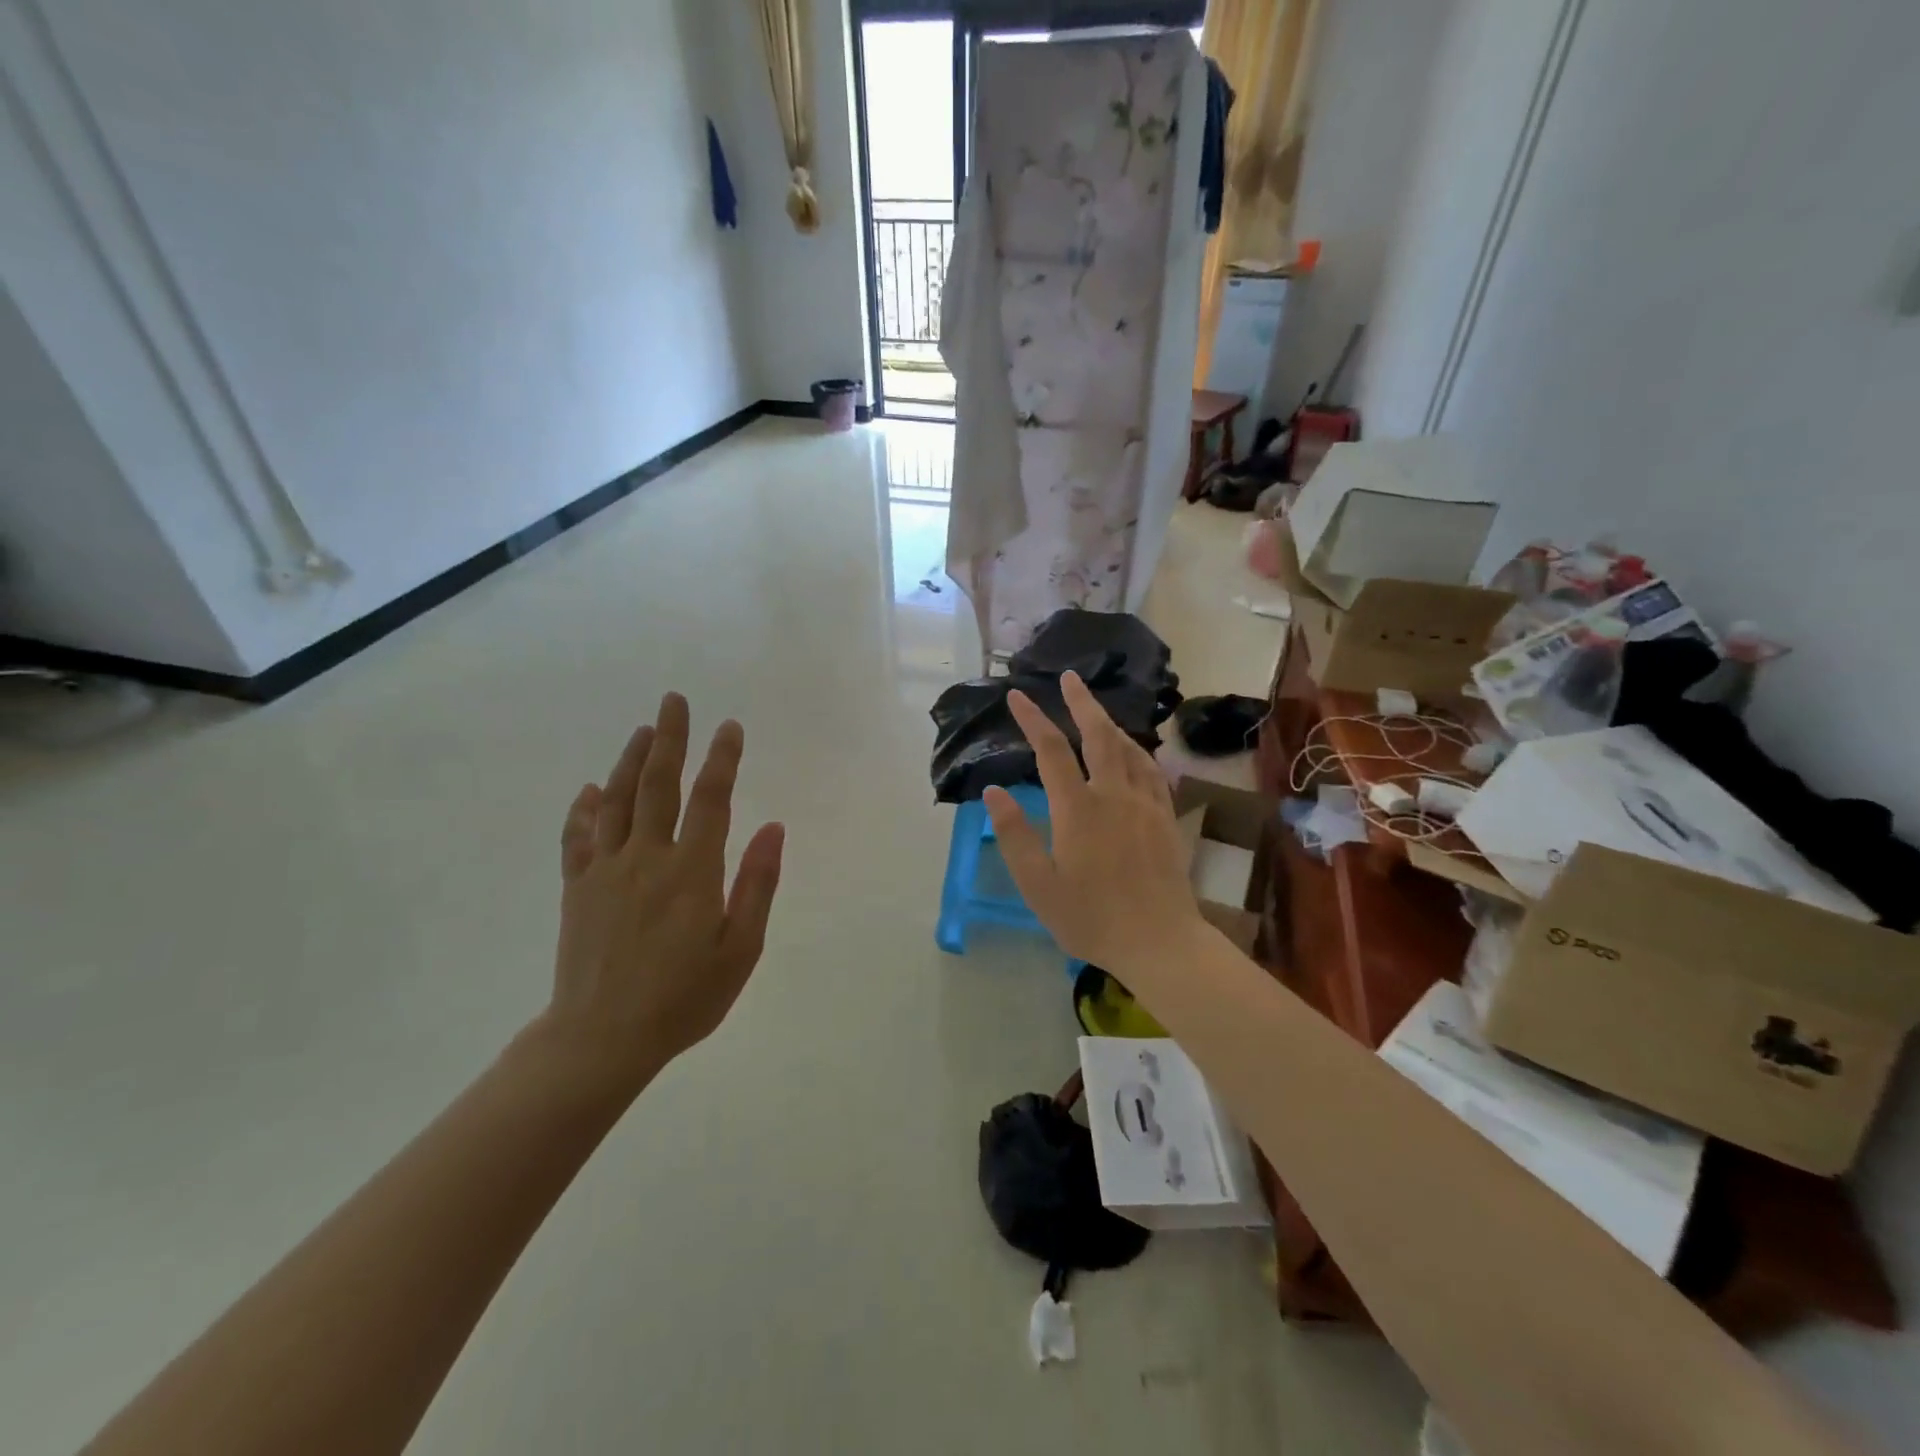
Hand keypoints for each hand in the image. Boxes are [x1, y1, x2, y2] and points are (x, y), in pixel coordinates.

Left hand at [542, 693, 784, 1091]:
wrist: (600, 1039)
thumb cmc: (683, 998)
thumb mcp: (740, 949)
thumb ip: (757, 884)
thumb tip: (773, 828)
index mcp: (692, 872)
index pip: (711, 800)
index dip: (722, 759)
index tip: (731, 727)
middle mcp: (646, 858)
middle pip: (658, 785)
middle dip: (670, 738)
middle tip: (675, 700)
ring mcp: (605, 870)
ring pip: (617, 800)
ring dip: (631, 760)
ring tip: (643, 729)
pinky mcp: (577, 888)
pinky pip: (579, 837)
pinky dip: (585, 808)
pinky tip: (592, 790)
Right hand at [984, 672, 1204, 972]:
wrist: (1160, 941)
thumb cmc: (1091, 918)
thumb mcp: (1038, 885)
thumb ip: (1014, 835)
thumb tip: (993, 791)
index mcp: (1078, 808)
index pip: (1051, 751)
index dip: (1032, 719)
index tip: (1016, 696)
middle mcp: (1113, 794)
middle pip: (1098, 735)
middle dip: (1080, 702)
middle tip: (1069, 678)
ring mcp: (1145, 804)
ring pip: (1128, 748)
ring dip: (1109, 723)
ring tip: (1096, 710)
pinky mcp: (1166, 818)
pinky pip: (1151, 771)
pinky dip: (1137, 751)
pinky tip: (1134, 751)